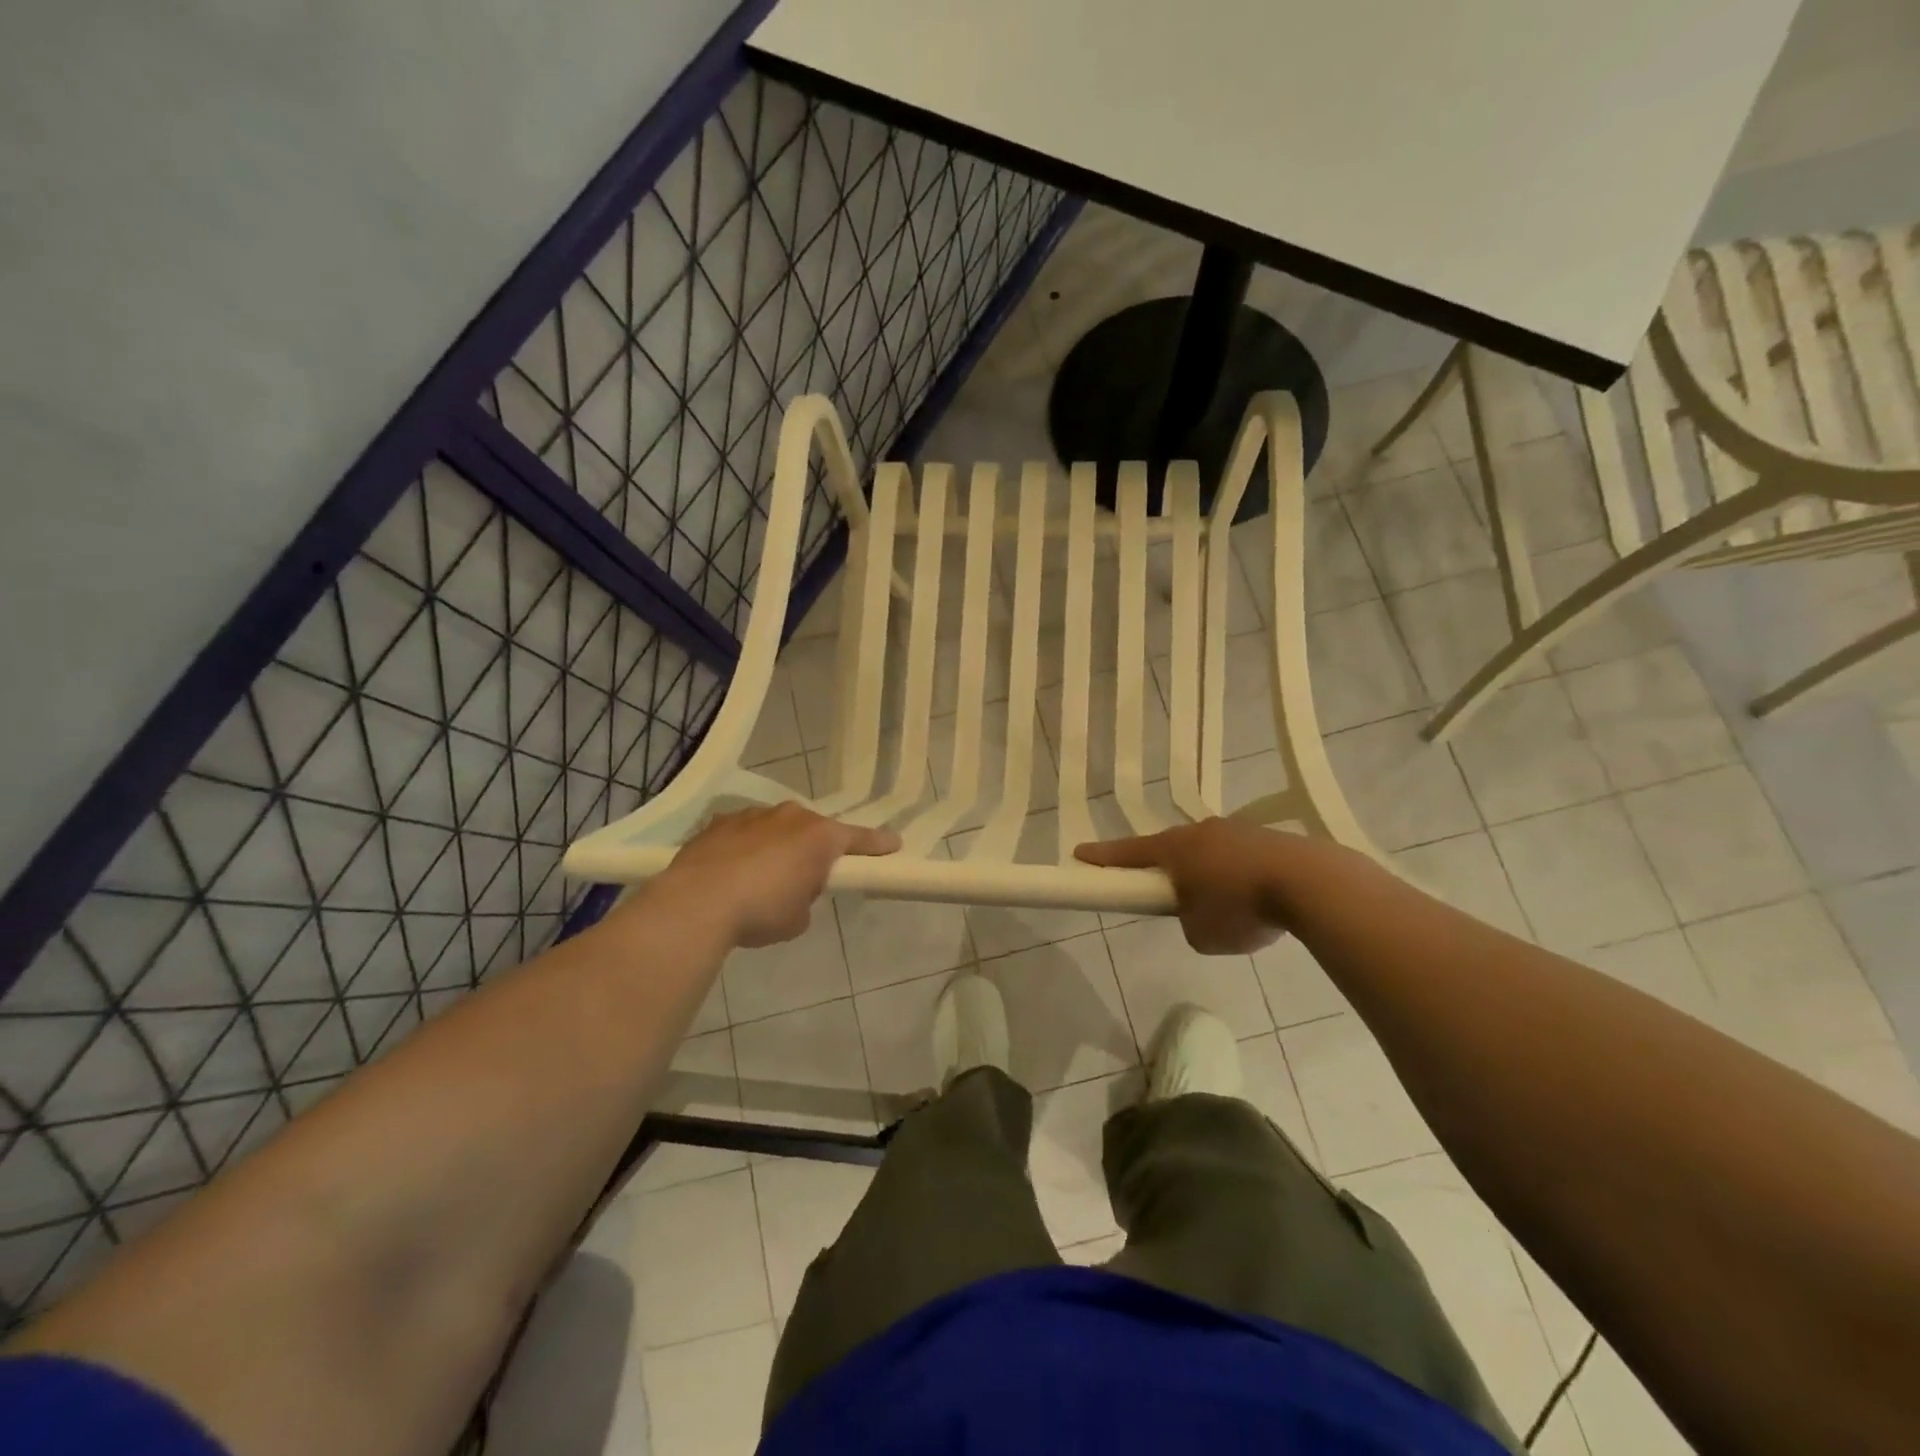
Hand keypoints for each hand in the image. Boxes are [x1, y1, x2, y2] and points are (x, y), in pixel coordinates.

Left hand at [656, 803, 899, 947]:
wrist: (697, 902)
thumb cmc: (761, 910)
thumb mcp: (798, 917)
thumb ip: (806, 897)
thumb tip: (793, 891)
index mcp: (820, 837)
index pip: (859, 838)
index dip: (878, 845)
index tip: (894, 844)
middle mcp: (791, 816)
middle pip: (813, 830)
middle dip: (814, 849)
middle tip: (806, 877)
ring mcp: (753, 815)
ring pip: (776, 828)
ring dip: (777, 846)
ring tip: (761, 878)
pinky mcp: (720, 822)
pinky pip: (744, 833)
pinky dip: (745, 848)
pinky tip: (731, 872)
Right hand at [1075, 817, 1314, 954]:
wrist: (1310, 882)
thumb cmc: (1241, 907)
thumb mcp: (1201, 933)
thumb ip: (1188, 922)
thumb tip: (1200, 913)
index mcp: (1175, 849)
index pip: (1129, 852)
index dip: (1103, 856)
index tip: (1079, 853)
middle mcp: (1202, 831)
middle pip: (1171, 848)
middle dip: (1165, 868)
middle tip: (1165, 892)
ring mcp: (1238, 831)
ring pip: (1209, 852)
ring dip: (1207, 874)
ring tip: (1224, 906)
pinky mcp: (1269, 839)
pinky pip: (1240, 858)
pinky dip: (1238, 878)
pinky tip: (1256, 901)